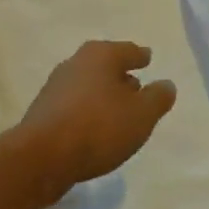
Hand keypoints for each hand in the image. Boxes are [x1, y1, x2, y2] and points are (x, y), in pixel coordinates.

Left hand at [14, 41, 176, 203]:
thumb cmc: (98, 127)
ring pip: (88, 85)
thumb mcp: (141, 115)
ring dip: (103, 96)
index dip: (140, 56)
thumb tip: (166, 84)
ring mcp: (56, 86)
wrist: (42, 157)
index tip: (147, 58)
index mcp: (101, 55)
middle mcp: (76, 62)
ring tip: (118, 113)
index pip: (128, 51)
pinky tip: (95, 129)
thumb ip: (157, 98)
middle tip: (136, 87)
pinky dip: (87, 111)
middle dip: (120, 75)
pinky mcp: (44, 111)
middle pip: (105, 65)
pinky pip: (75, 106)